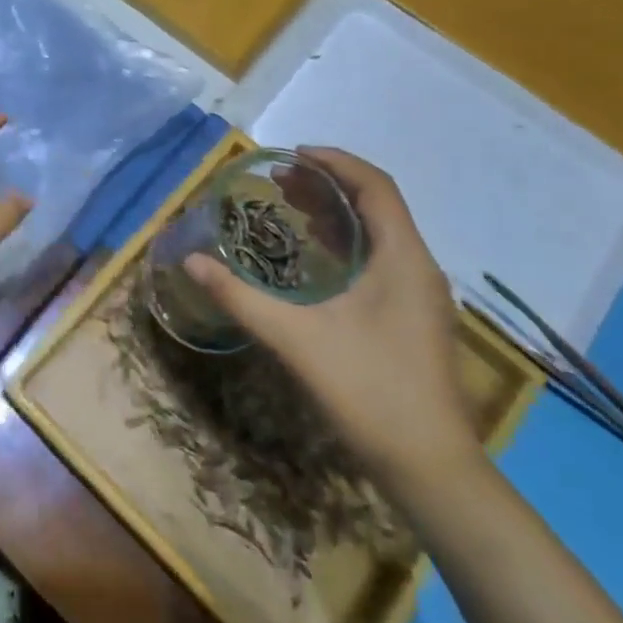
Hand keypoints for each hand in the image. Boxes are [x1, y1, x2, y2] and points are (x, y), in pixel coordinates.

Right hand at [184, 147, 481, 488]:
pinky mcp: (415, 318)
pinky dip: (347, 243)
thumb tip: (192, 262)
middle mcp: (419, 266)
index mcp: (403, 257)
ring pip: (381, 233)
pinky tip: (316, 260)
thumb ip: (240, 297)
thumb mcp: (295, 338)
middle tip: (279, 181)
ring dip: (338, 213)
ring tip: (291, 208)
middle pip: (377, 204)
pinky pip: (382, 258)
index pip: (375, 185)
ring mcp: (421, 294)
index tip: (290, 154)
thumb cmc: (368, 390)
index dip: (334, 161)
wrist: (430, 467)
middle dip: (329, 184)